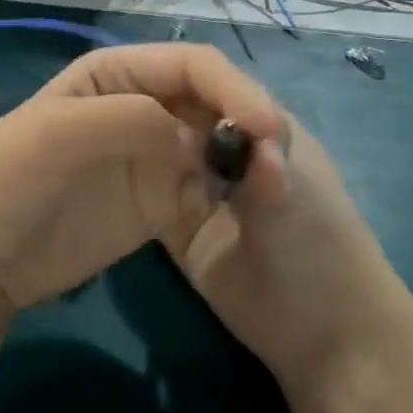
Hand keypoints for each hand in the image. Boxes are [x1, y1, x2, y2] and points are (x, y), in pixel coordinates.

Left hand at [0, 44, 288, 327]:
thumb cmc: (5, 180)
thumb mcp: (56, 136)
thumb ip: (127, 121)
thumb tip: (194, 138)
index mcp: (114, 73)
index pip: (190, 66)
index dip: (233, 89)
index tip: (269, 129)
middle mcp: (140, 105)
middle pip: (213, 103)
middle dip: (248, 126)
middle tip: (279, 170)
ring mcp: (150, 155)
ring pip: (218, 146)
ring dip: (247, 164)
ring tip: (274, 196)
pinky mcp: (157, 202)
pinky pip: (207, 190)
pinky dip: (232, 198)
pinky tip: (249, 216)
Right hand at [42, 46, 393, 390]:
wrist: (326, 338)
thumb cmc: (321, 254)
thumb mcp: (292, 199)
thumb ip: (257, 164)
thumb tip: (226, 126)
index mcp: (253, 121)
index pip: (204, 76)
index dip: (168, 74)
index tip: (128, 90)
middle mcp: (220, 142)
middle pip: (170, 105)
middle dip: (135, 101)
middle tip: (92, 106)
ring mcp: (197, 181)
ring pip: (154, 141)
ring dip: (126, 135)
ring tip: (86, 132)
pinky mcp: (178, 220)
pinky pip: (144, 187)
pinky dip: (124, 177)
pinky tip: (93, 170)